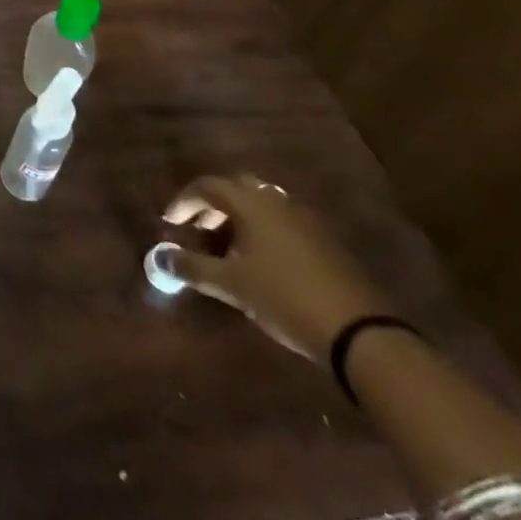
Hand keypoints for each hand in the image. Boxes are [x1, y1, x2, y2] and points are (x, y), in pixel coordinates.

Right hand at [160, 173, 395, 362]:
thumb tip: (159, 259)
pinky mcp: (324, 242)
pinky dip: (262, 232)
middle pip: (235, 189)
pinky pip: (281, 223)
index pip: (207, 186)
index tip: (170, 223)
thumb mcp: (232, 284)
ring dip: (238, 219)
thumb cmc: (285, 298)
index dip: (183, 201)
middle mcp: (276, 201)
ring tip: (226, 249)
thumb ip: (192, 267)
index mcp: (251, 202)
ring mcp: (305, 220)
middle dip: (212, 206)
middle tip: (198, 231)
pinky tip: (260, 263)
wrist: (361, 333)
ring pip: (261, 206)